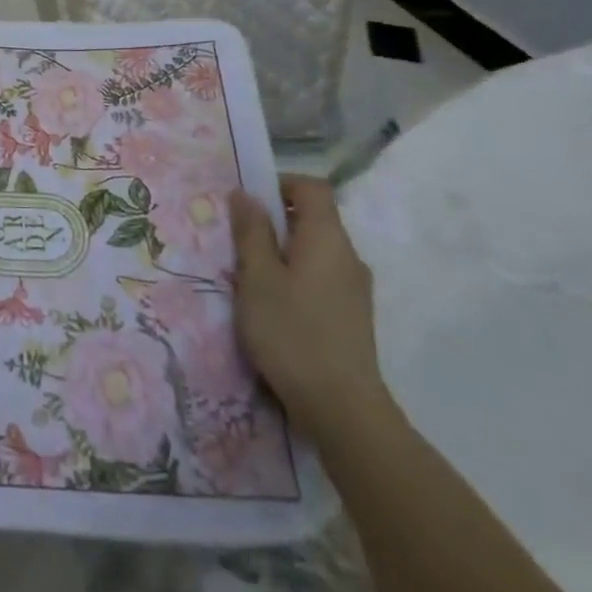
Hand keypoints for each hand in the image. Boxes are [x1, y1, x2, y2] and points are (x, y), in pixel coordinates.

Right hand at [231, 175, 388, 441]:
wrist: (342, 408)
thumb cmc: (292, 332)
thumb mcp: (257, 278)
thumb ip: (251, 232)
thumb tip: (245, 194)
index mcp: (327, 238)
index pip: (312, 187)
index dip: (280, 183)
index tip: (247, 201)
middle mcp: (347, 256)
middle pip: (313, 218)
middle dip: (274, 220)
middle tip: (237, 240)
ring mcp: (354, 288)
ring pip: (315, 250)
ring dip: (282, 251)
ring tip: (249, 275)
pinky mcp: (352, 315)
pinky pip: (320, 277)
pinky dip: (295, 276)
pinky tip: (272, 304)